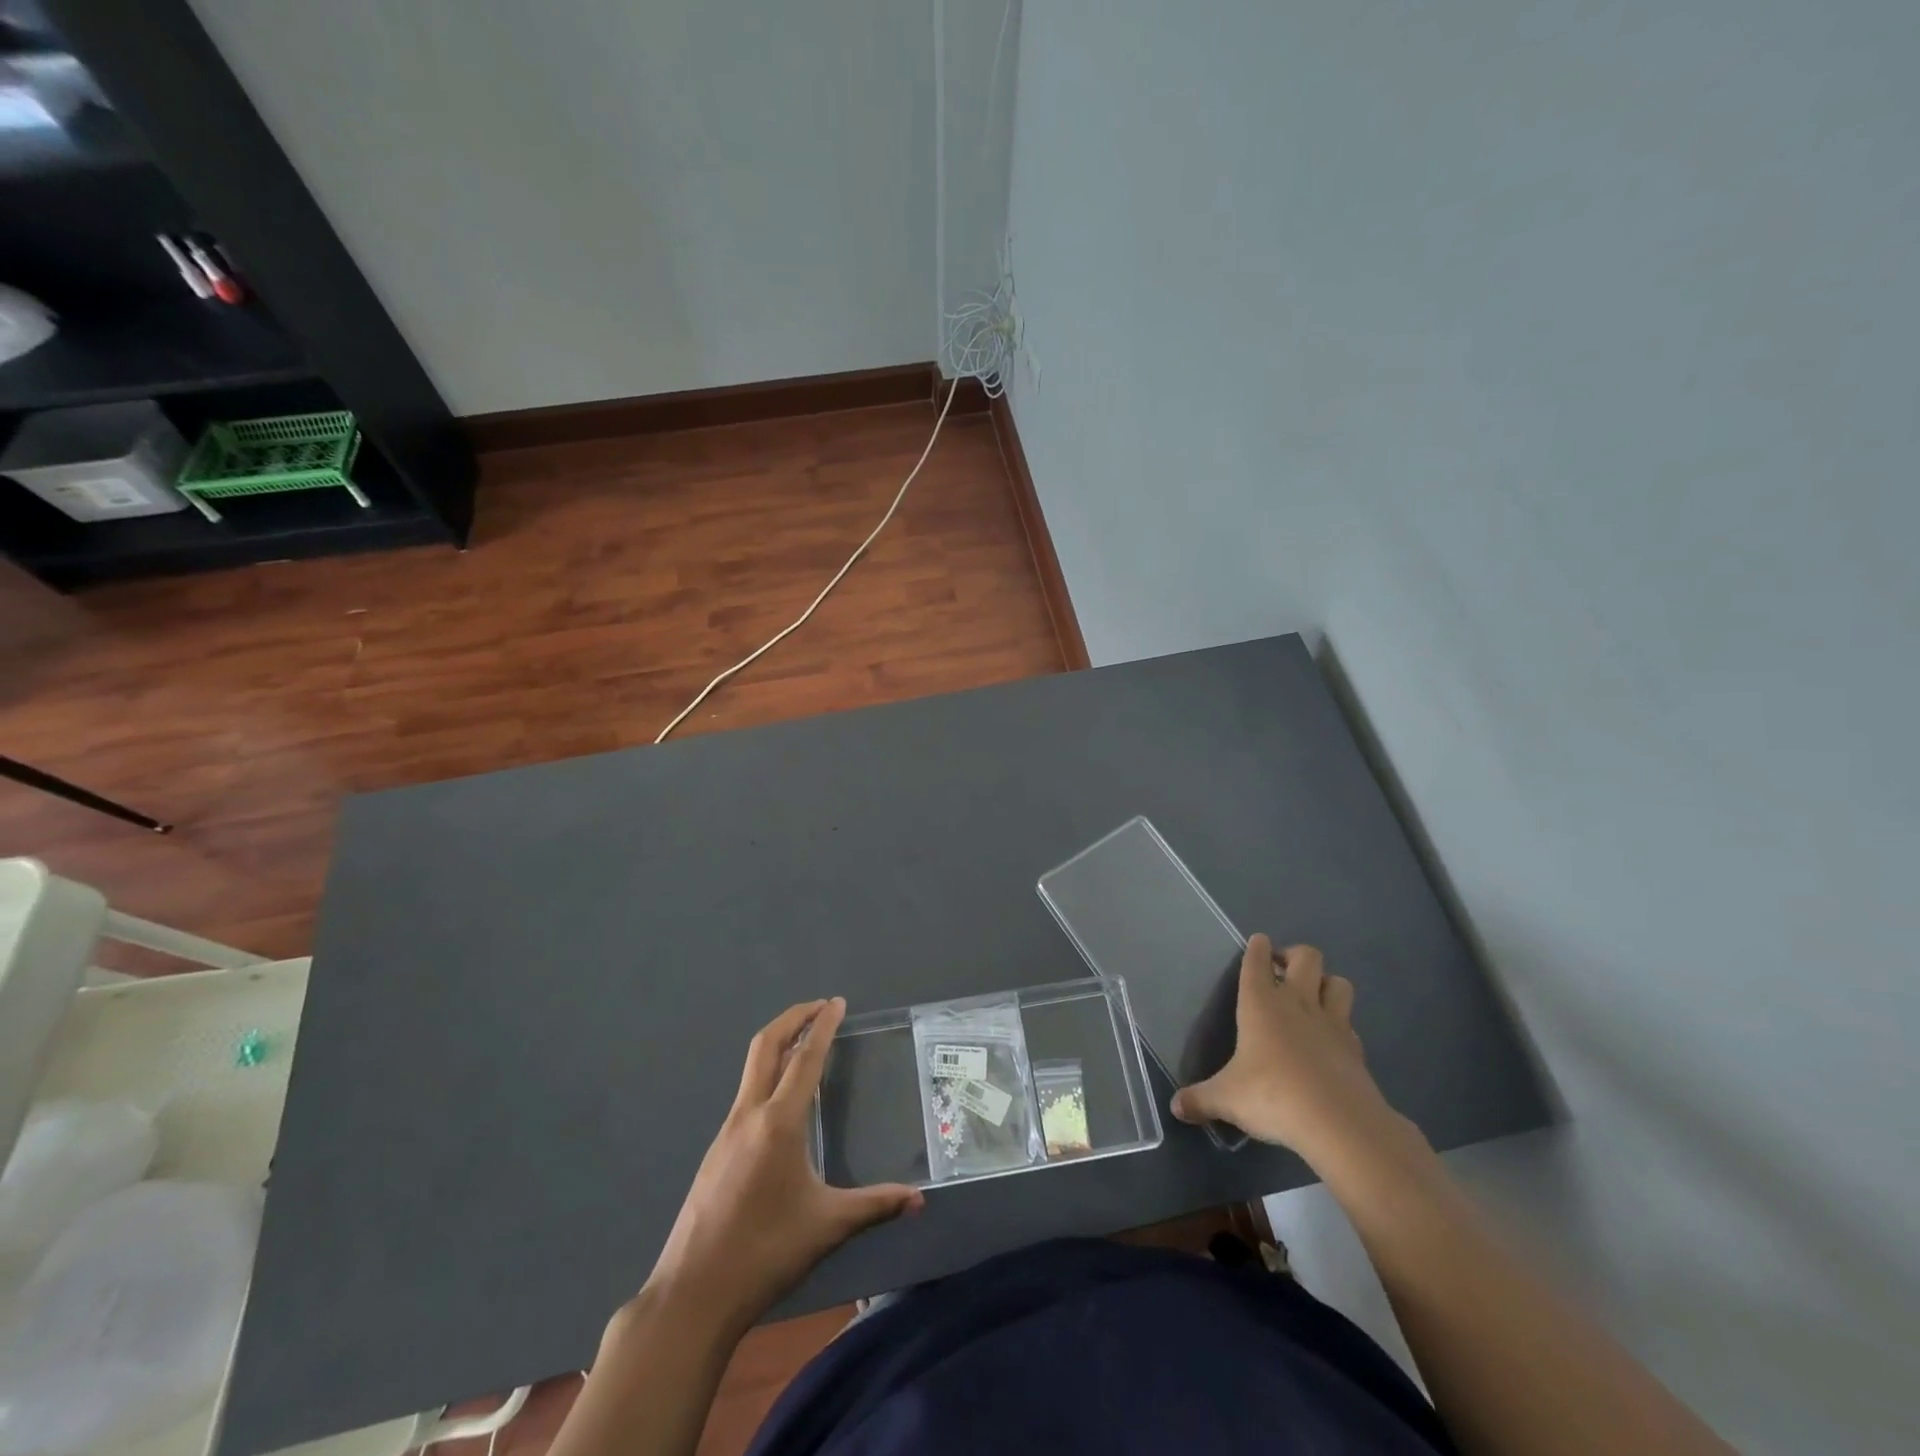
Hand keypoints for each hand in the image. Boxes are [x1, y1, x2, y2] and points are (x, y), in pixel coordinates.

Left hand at [645, 998, 922, 1330]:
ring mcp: (726, 1132)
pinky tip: (781, 1101)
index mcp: (778, 1122)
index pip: (805, 1058)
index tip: (836, 1003)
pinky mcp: (716, 1152)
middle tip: (819, 1007)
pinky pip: (745, 1095)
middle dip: (792, 1018)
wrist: (691, 1295)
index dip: (822, 1026)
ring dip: (778, 1045)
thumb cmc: (764, 1253)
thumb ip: (875, 1206)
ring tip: (805, 1045)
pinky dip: (767, 1075)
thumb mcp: (827, 1227)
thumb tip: (918, 1200)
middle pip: (766, 1046)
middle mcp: (748, 1114)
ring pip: (751, 1068)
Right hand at [1170, 936, 1406, 1168]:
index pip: (1258, 960)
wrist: (1339, 1124)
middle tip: (1283, 970)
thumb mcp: (1227, 1100)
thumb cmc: (1273, 1096)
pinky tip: (1330, 1039)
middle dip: (1295, 956)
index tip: (1258, 943)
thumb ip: (1200, 1099)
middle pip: (1307, 957)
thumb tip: (1176, 1107)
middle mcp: (1297, 1002)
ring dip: (1325, 983)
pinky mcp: (1356, 1048)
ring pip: (1337, 982)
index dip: (1258, 947)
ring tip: (1312, 996)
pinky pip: (1350, 1022)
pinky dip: (1341, 1023)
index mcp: (1261, 1003)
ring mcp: (1332, 1023)